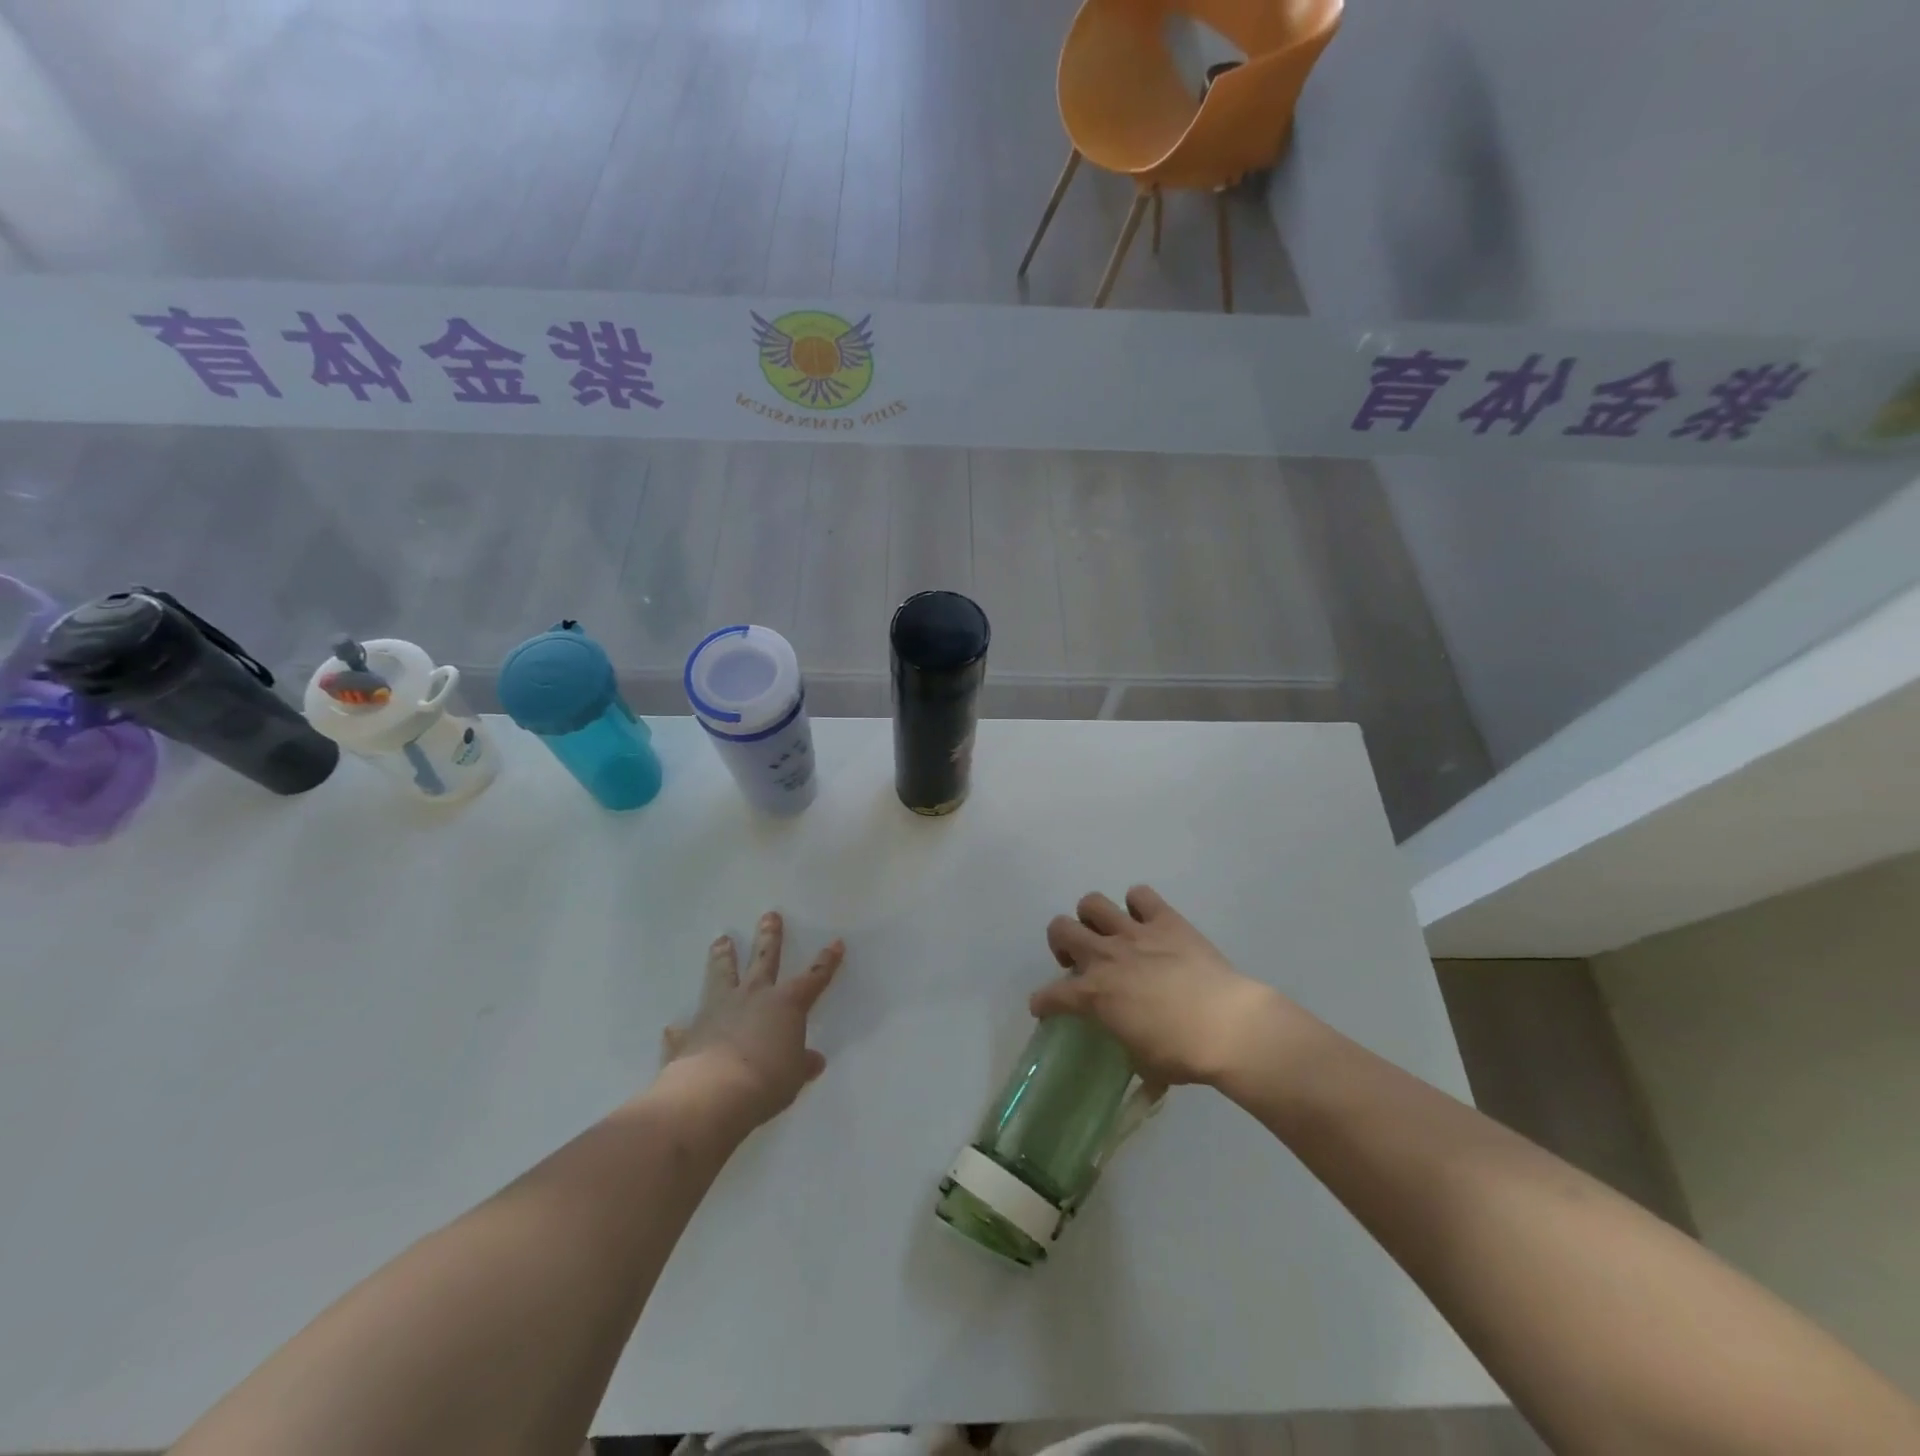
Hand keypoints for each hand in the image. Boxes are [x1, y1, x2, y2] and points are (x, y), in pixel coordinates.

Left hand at [658, 912, 843, 1132]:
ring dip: (722, 958)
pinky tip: (672, 1027)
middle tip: (769, 915)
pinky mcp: (691, 1033)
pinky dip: (681, 1028)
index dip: (826, 962)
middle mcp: (753, 997)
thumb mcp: (794, 1077)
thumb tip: (814, 1061)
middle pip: (764, 960)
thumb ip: (802, 1064)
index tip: (835, 943)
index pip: (813, 978)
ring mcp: (719, 1010)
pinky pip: (685, 1028)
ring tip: (721, 940)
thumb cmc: (767, 1081)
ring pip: (722, 975)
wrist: (713, 1094)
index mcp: (786, 1004)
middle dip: (769, 937)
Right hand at [1030, 885, 1289, 1087]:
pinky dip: (1138, 905)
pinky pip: (1140, 895)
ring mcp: (1134, 933)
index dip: (1043, 1002)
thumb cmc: (1183, 1054)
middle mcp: (1105, 956)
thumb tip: (1131, 1052)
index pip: (1051, 995)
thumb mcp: (1143, 1062)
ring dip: (1093, 917)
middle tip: (1077, 960)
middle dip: (1061, 943)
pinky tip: (1146, 921)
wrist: (1228, 1027)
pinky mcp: (1165, 920)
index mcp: (1094, 994)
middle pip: (1060, 930)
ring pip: (1092, 903)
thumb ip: (1126, 1047)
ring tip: (1106, 933)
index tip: (1044, 1007)